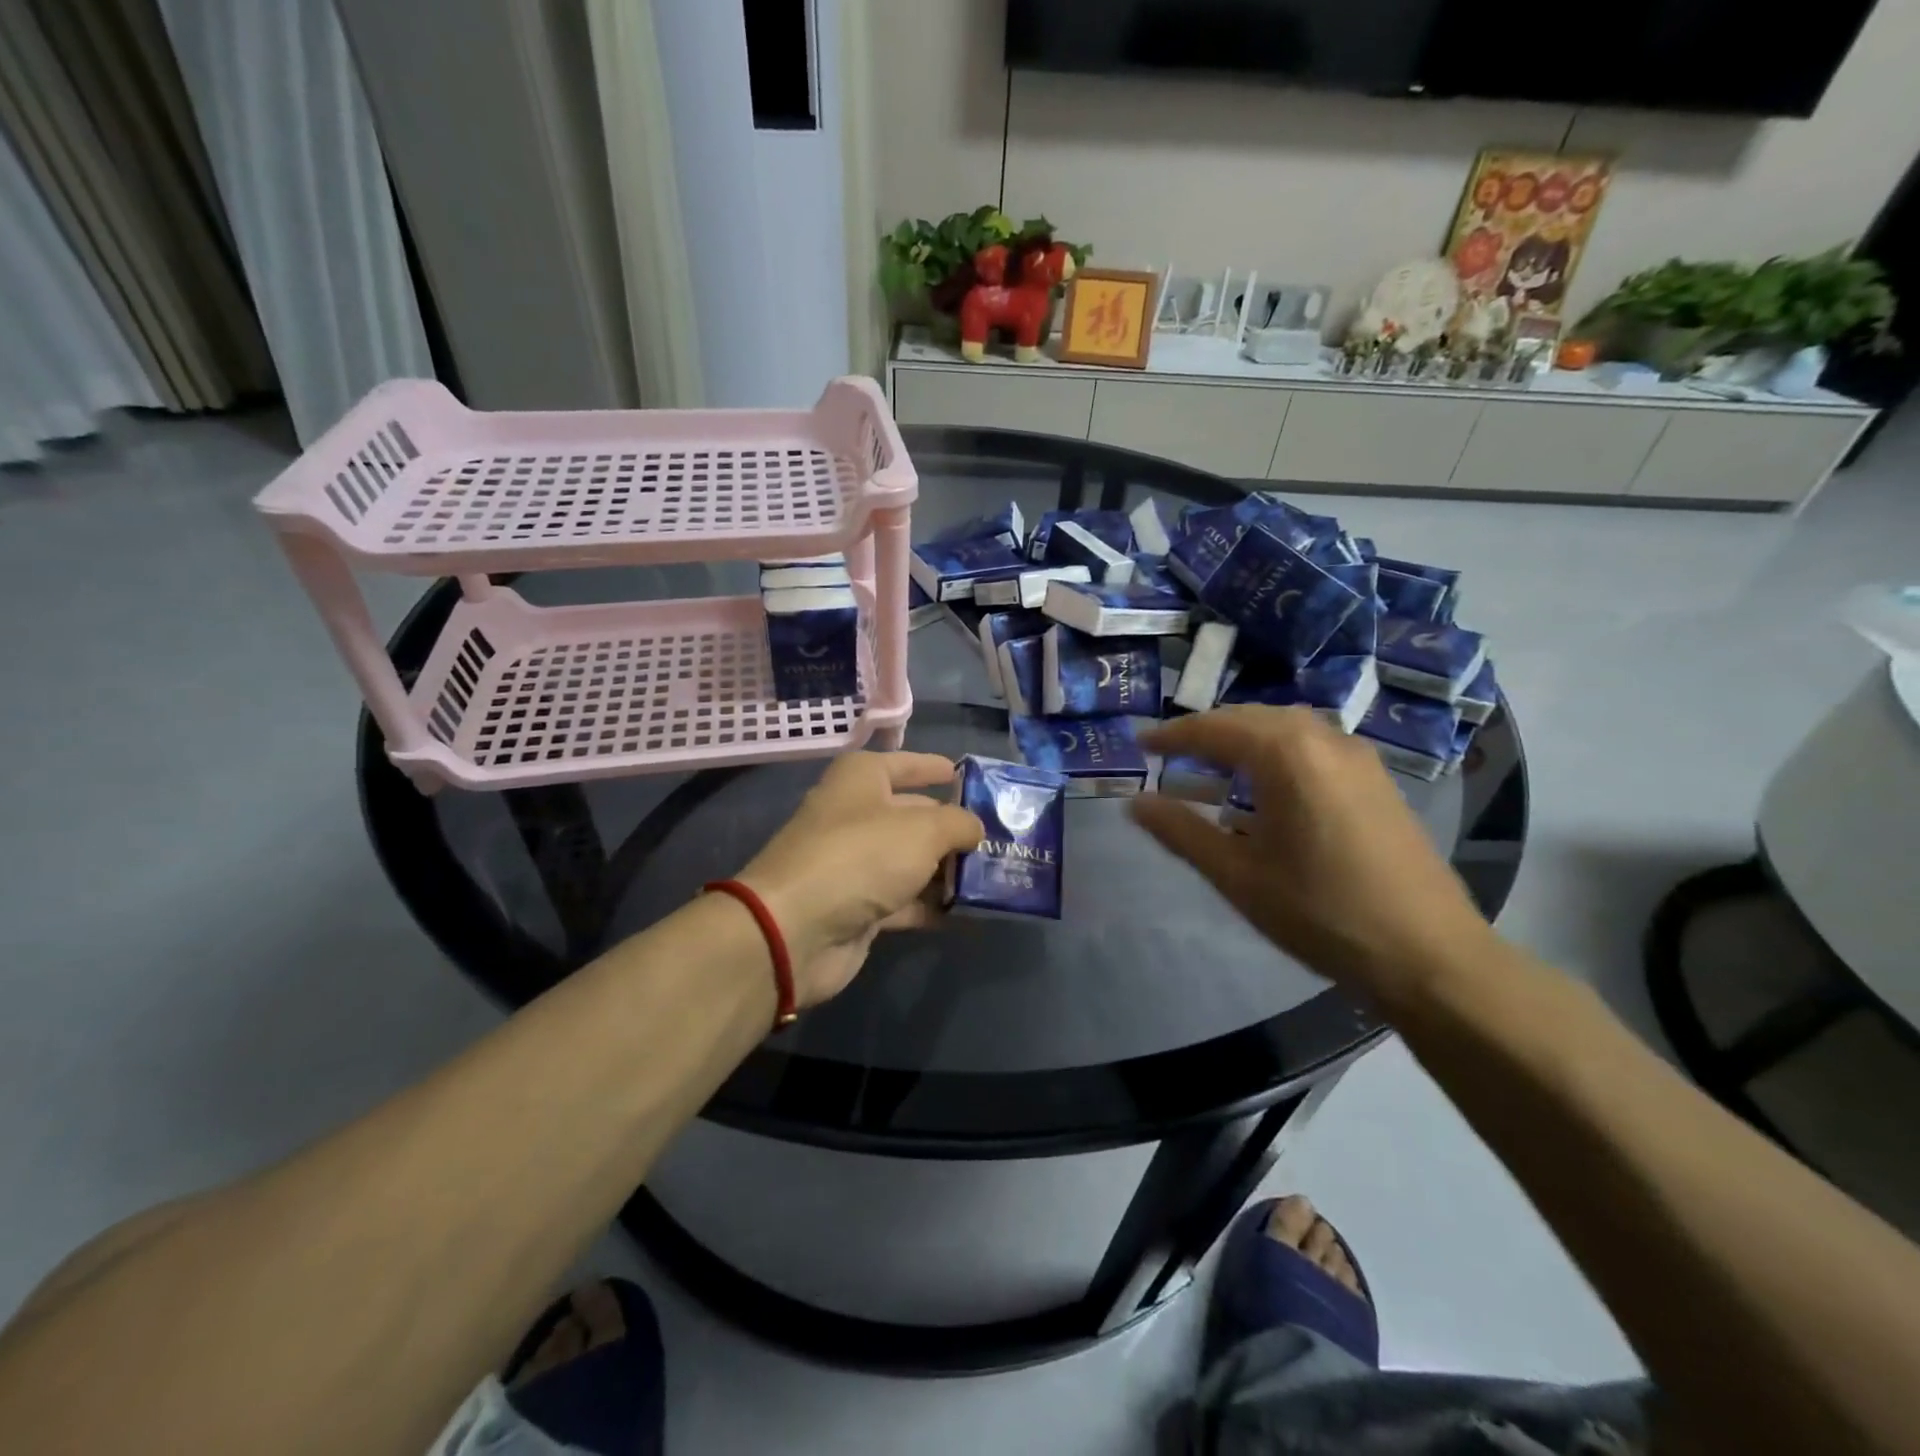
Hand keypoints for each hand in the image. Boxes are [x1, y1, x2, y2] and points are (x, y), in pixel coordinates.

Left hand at [737, 752, 983, 1006]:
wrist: (797, 928)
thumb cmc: (861, 855)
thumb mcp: (923, 829)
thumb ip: (959, 824)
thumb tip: (975, 829)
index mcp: (862, 779)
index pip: (907, 763)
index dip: (936, 768)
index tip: (969, 777)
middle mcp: (856, 815)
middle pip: (914, 815)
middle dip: (954, 826)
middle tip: (1001, 836)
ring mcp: (855, 863)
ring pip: (911, 860)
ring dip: (947, 869)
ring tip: (995, 874)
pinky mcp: (858, 906)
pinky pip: (905, 899)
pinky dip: (932, 904)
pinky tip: (968, 911)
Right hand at [1132, 707, 1496, 1006]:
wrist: (1429, 954)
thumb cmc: (1321, 912)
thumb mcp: (1238, 875)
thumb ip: (1181, 832)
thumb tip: (1135, 803)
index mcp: (1286, 754)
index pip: (1214, 728)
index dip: (1171, 735)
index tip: (1139, 744)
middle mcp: (1324, 739)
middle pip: (1251, 718)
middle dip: (1207, 732)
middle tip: (1171, 755)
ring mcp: (1358, 757)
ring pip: (1286, 728)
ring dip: (1244, 739)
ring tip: (1213, 767)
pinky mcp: (1377, 779)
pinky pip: (1313, 746)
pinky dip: (1277, 752)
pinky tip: (1268, 788)